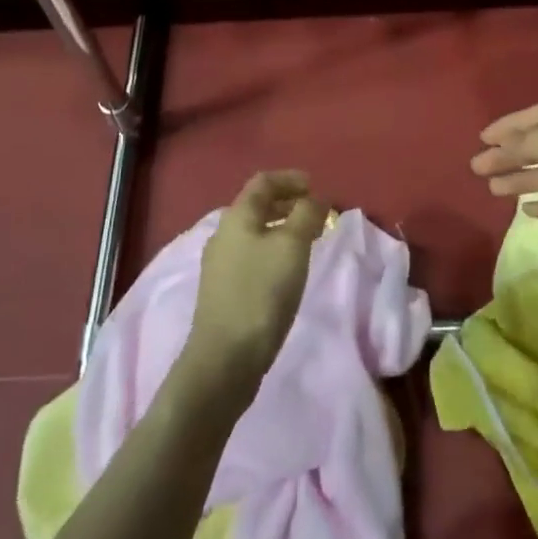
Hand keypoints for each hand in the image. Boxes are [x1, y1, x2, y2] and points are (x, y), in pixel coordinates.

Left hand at [181, 170, 328, 396]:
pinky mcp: (223, 292)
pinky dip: (273, 251)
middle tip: (316, 213)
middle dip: (288, 203)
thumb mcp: (292, 246)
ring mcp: (220, 265)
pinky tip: (288, 271)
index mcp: (237, 216)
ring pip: (255, 233)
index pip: (263, 182)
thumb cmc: (261, 293)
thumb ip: (307, 214)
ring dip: (282, 229)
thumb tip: (317, 197)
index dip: (290, 178)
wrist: (225, 359)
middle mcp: (223, 234)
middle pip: (257, 206)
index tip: (315, 186)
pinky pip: (252, 256)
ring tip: (308, 241)